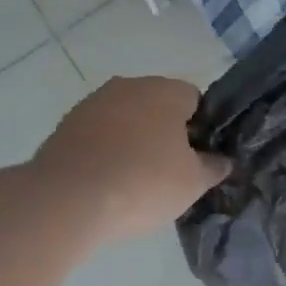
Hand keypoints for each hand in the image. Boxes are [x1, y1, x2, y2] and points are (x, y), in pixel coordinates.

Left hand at [32, 76, 228, 242]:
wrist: (69, 199)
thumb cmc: (144, 183)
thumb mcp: (193, 183)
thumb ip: (213, 167)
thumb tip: (221, 160)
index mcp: (164, 90)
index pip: (194, 100)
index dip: (201, 129)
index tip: (198, 159)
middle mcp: (127, 86)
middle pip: (157, 107)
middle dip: (165, 134)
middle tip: (170, 173)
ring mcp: (91, 104)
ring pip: (124, 120)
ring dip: (132, 142)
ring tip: (134, 182)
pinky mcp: (64, 126)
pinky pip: (97, 137)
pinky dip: (105, 154)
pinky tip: (107, 183)